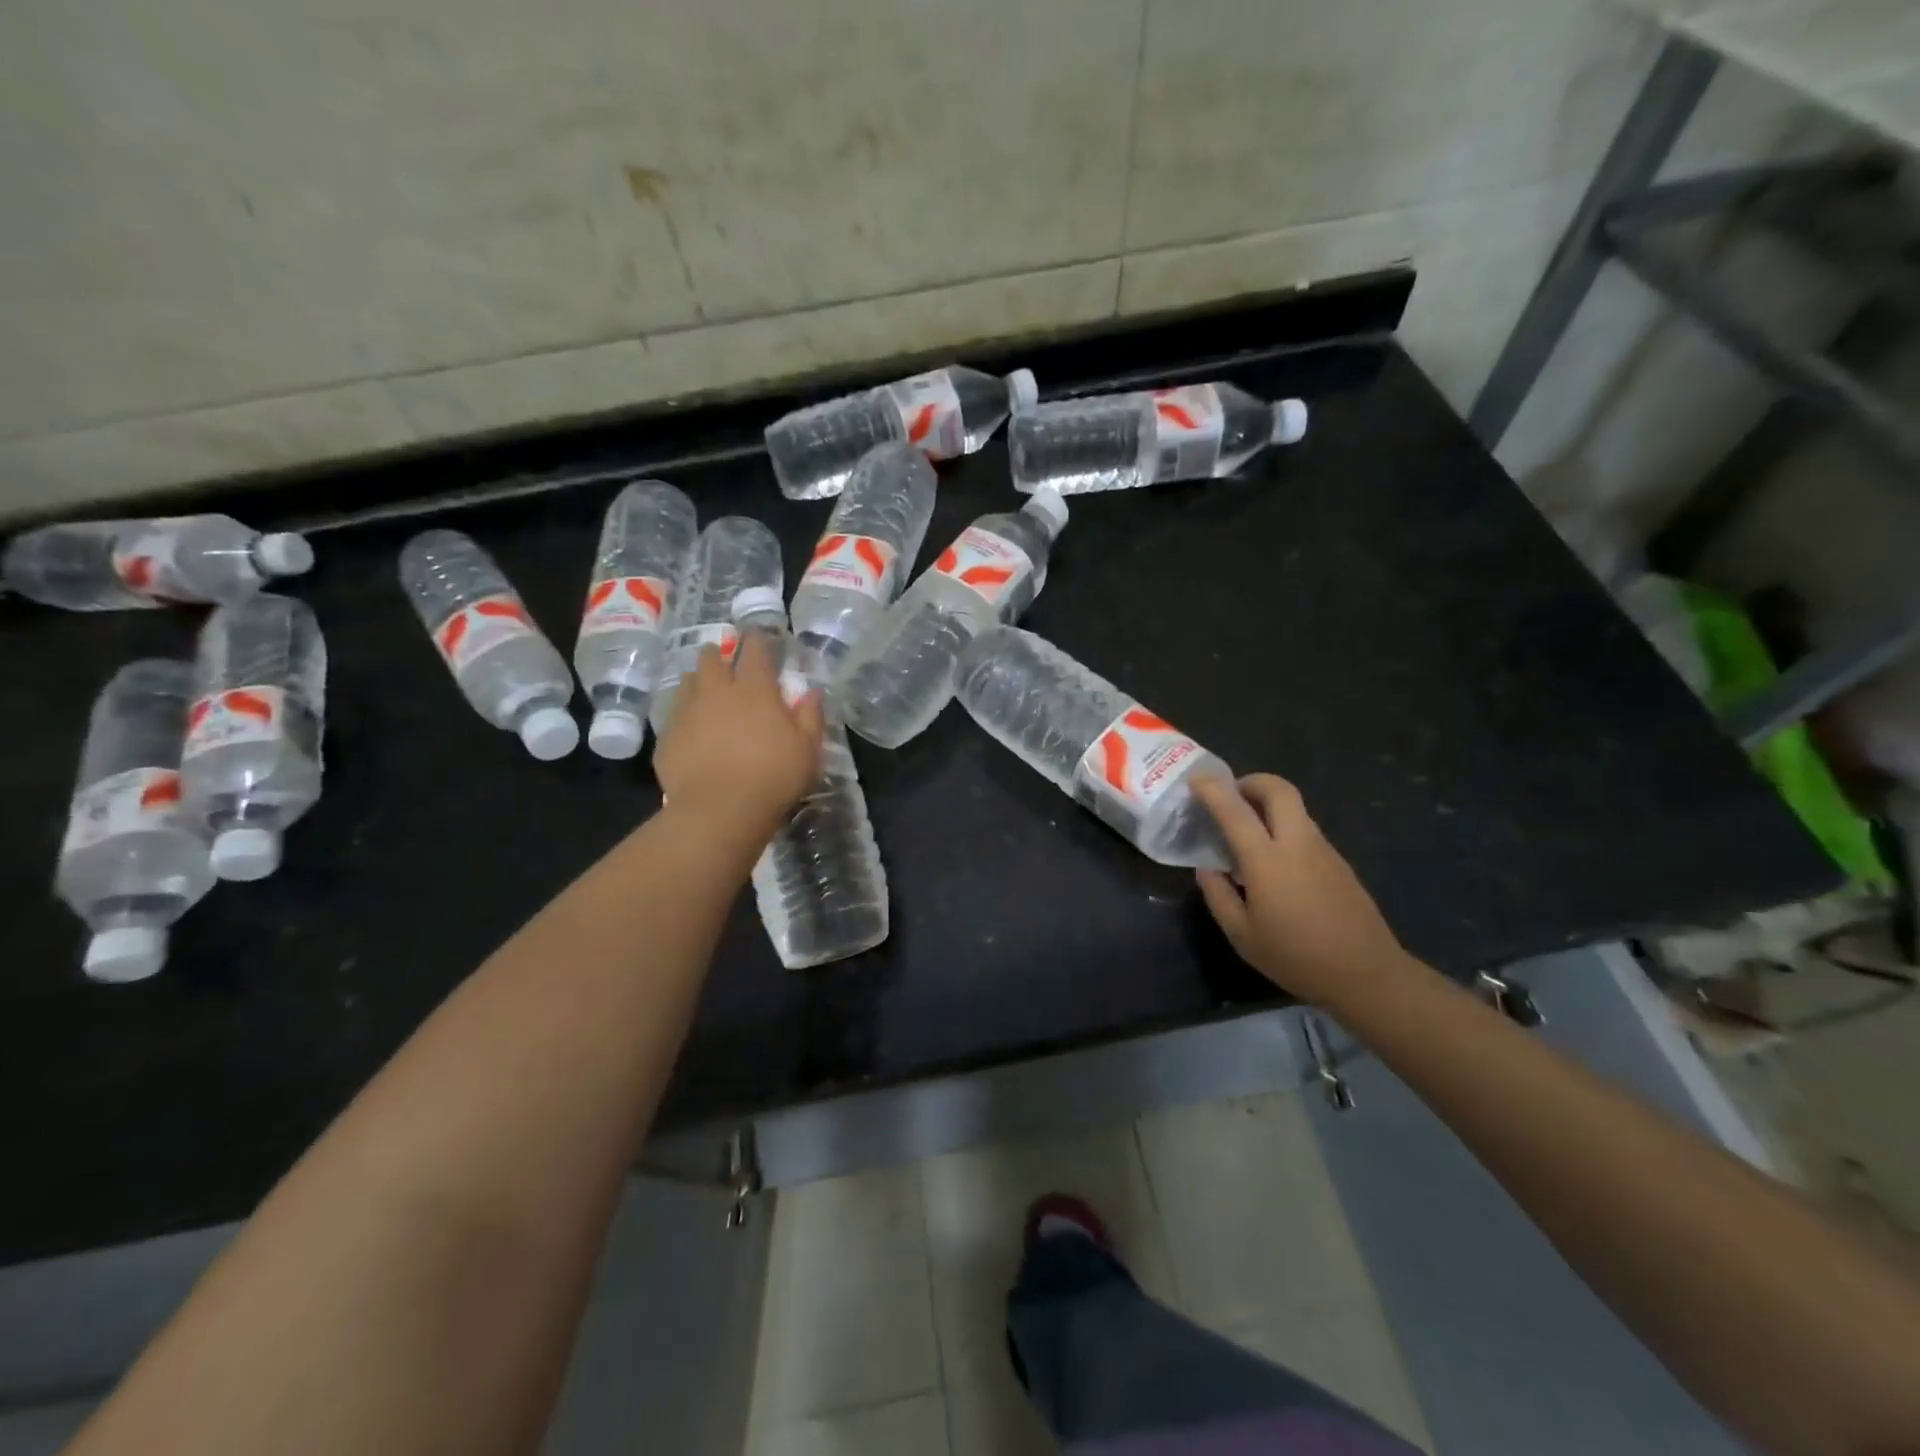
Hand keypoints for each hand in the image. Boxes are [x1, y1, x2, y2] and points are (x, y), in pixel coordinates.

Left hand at [654, 631, 822, 841]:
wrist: (718, 811)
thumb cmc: (773, 777)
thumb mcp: (808, 750)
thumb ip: (810, 716)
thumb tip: (812, 691)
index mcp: (755, 689)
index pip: (755, 650)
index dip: (758, 641)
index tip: (759, 638)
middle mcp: (717, 691)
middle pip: (712, 658)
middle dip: (719, 654)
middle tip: (726, 662)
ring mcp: (687, 712)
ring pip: (689, 682)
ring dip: (699, 681)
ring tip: (707, 692)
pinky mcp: (667, 737)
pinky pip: (674, 714)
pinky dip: (685, 714)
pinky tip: (692, 729)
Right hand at [1193, 774, 1411, 1007]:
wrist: (1366, 975)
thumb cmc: (1295, 957)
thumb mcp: (1242, 935)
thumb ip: (1218, 896)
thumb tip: (1207, 869)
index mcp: (1268, 860)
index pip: (1235, 811)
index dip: (1213, 790)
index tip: (1196, 778)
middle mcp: (1298, 844)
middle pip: (1279, 790)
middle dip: (1252, 782)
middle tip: (1231, 795)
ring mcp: (1324, 851)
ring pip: (1295, 809)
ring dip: (1269, 806)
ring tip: (1248, 830)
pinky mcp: (1339, 863)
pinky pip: (1306, 831)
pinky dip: (1284, 829)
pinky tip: (1274, 862)